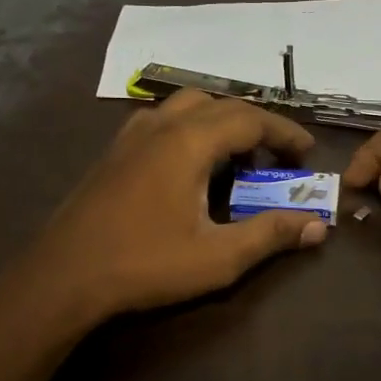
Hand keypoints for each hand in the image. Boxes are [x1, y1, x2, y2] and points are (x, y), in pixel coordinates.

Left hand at [12, 90, 327, 330]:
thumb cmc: (145, 265)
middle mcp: (160, 126)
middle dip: (255, 125)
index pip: (250, 119)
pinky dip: (189, 130)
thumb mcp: (217, 257)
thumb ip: (270, 235)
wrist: (64, 276)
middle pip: (220, 104)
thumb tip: (317, 225)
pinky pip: (162, 122)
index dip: (284, 133)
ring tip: (236, 158)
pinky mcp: (113, 152)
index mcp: (189, 142)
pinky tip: (189, 166)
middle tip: (277, 157)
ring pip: (186, 107)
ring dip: (220, 122)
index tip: (307, 153)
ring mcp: (131, 135)